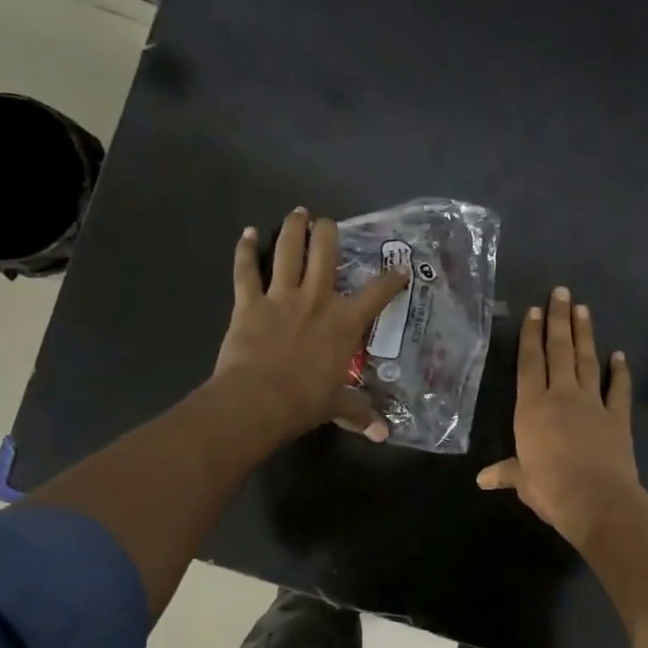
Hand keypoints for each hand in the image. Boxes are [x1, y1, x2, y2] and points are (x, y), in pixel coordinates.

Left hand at [213, 209, 410, 445]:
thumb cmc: (306, 402)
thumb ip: (360, 413)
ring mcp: (281, 296)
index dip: (392, 278)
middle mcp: (317, 298)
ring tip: (298, 213)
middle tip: (328, 223)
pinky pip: (246, 269)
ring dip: (293, 228)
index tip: (401, 268)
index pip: (378, 293)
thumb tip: (382, 434)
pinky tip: (247, 233)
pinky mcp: (249, 301)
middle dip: (329, 232)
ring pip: (289, 250)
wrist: (259, 401)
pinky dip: (246, 250)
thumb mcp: (338, 406)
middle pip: (326, 252)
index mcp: (345, 322)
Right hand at [477, 286, 645, 546]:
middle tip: (561, 292)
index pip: (529, 363)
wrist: (596, 500)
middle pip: (559, 350)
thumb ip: (506, 472)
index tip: (534, 310)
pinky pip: (617, 389)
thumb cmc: (550, 488)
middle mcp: (561, 396)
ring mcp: (592, 404)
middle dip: (559, 320)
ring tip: (582, 308)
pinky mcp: (617, 417)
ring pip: (586, 361)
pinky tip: (619, 355)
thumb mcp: (522, 480)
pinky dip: (619, 371)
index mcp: (532, 408)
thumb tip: (482, 479)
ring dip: (585, 334)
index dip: (530, 335)